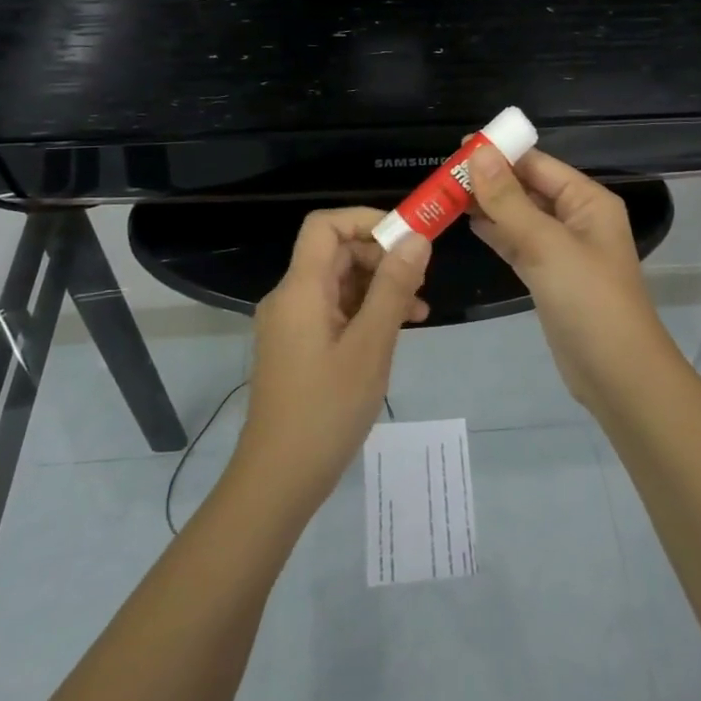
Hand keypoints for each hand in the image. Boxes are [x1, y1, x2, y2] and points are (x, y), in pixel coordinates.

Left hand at [235, 208, 431, 512]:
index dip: (366, 221)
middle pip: (336, 253)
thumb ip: (393, 288)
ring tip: (420, 309)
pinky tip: (398, 329)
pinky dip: (366, 312)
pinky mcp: (299, 346)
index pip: (325, 226)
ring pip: (340, 283)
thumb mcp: (370, 346)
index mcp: (300, 289)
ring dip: (379, 287)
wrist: (279, 479)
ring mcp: (293, 324)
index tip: (408, 239)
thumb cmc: (327, 410)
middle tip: (421, 279)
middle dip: (381, 257)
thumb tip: (417, 239)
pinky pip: (335, 311)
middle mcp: (291, 298)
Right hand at [467, 146, 678, 407]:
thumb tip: (478, 154)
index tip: (457, 148)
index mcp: (587, 201)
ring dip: (488, 206)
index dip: (501, 153)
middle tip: (443, 174)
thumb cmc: (588, 299)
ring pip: (520, 216)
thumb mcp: (547, 244)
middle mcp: (577, 218)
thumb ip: (509, 200)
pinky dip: (495, 233)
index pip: (538, 164)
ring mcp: (563, 249)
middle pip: (528, 188)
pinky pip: (518, 243)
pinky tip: (467, 223)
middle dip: (490, 179)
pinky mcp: (549, 276)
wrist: (616, 374)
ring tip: (446, 194)